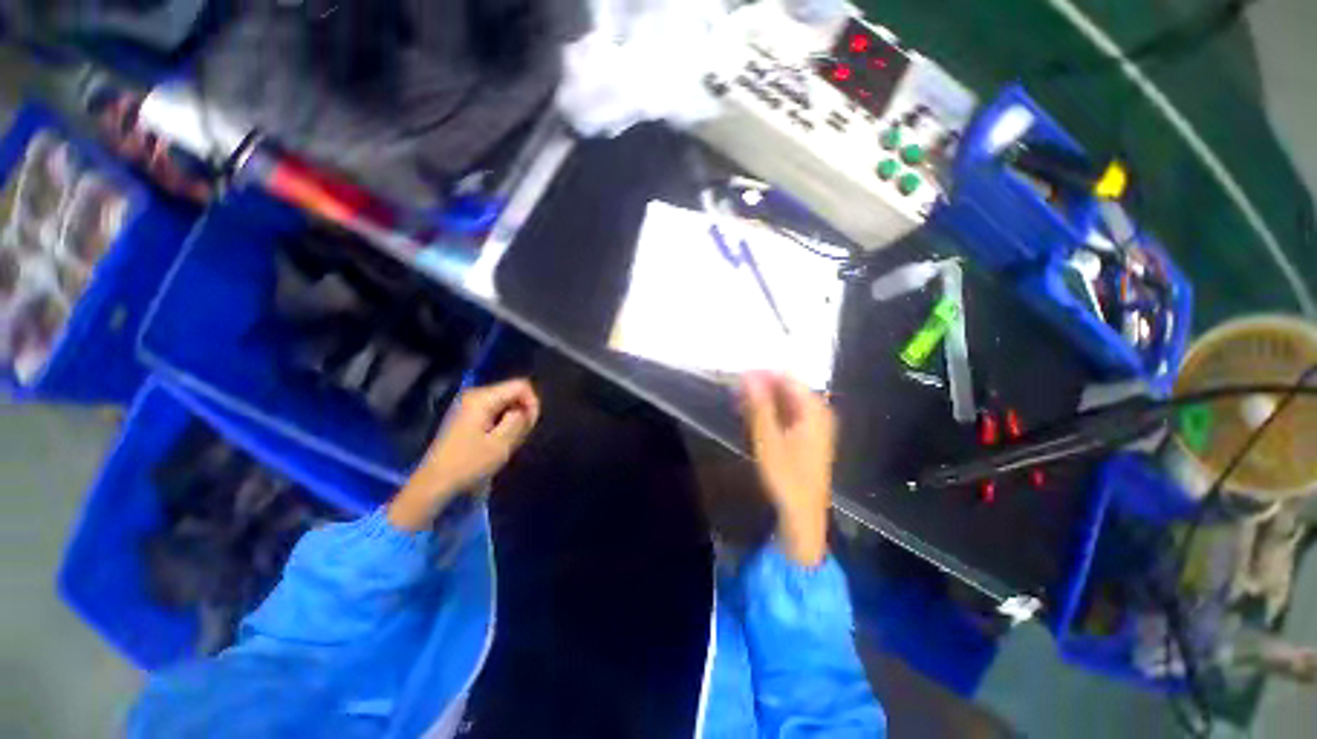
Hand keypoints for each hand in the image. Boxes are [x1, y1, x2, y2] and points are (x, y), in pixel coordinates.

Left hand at [388, 379, 540, 530]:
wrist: (435, 482)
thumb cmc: (469, 463)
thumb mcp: (502, 443)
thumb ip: (519, 420)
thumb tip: (527, 409)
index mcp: (483, 398)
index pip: (521, 386)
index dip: (532, 403)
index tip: (530, 425)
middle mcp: (475, 394)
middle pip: (513, 392)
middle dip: (522, 411)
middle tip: (521, 435)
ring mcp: (469, 403)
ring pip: (506, 401)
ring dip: (513, 418)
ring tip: (509, 440)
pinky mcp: (467, 414)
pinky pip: (495, 409)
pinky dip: (502, 421)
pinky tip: (498, 439)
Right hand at [740, 371, 835, 566]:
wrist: (803, 513)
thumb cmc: (786, 475)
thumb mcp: (767, 438)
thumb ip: (759, 404)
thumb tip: (749, 375)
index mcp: (814, 410)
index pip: (788, 377)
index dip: (763, 374)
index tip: (740, 376)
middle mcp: (818, 412)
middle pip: (788, 388)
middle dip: (763, 387)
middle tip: (737, 391)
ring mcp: (815, 424)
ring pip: (787, 401)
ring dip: (764, 400)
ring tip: (741, 403)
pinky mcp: (809, 436)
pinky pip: (789, 413)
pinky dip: (771, 412)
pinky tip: (754, 417)